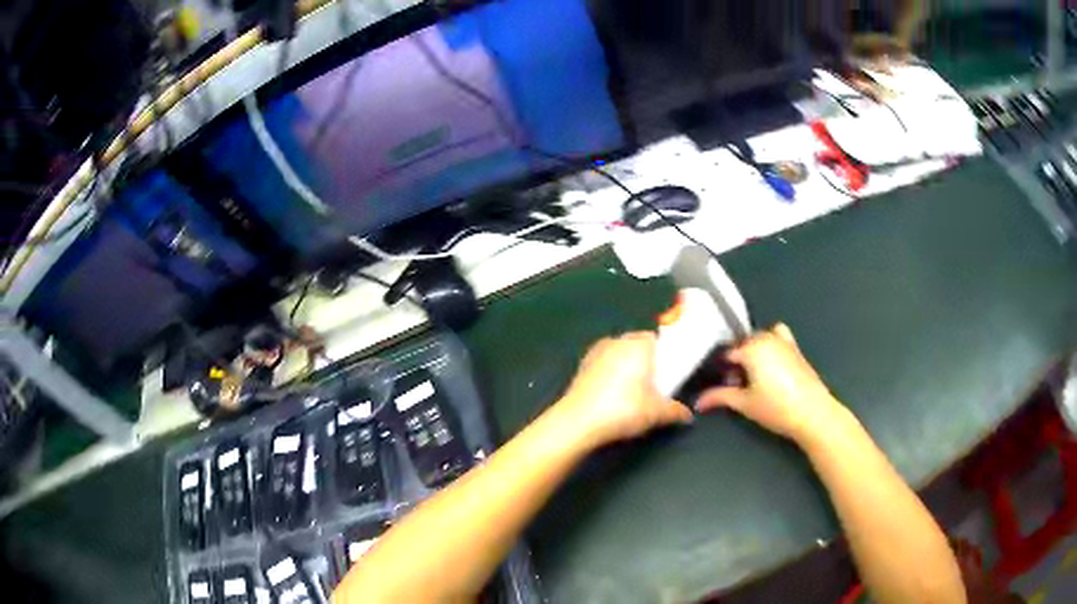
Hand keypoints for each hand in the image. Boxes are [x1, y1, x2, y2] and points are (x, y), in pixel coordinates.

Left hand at [555, 332, 693, 446]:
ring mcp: (595, 352)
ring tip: (632, 392)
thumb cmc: (624, 409)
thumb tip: (687, 415)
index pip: (656, 339)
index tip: (667, 372)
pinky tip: (612, 396)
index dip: (663, 354)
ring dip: (625, 367)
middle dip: (645, 361)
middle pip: (636, 345)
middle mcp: (616, 341)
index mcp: (638, 344)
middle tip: (653, 385)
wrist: (578, 421)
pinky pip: (603, 365)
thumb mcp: (657, 413)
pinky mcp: (581, 367)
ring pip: (618, 354)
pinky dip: (609, 375)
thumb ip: (675, 410)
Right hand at [696, 323, 845, 443]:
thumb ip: (719, 397)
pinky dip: (771, 343)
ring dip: (752, 352)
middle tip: (735, 385)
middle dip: (736, 361)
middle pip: (743, 344)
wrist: (812, 413)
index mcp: (751, 348)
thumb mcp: (744, 403)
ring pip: (760, 340)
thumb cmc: (776, 408)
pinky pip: (778, 337)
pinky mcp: (796, 349)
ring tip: (753, 376)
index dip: (719, 369)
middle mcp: (767, 338)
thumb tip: (698, 401)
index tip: (719, 384)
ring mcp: (783, 341)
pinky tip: (771, 364)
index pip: (726, 353)